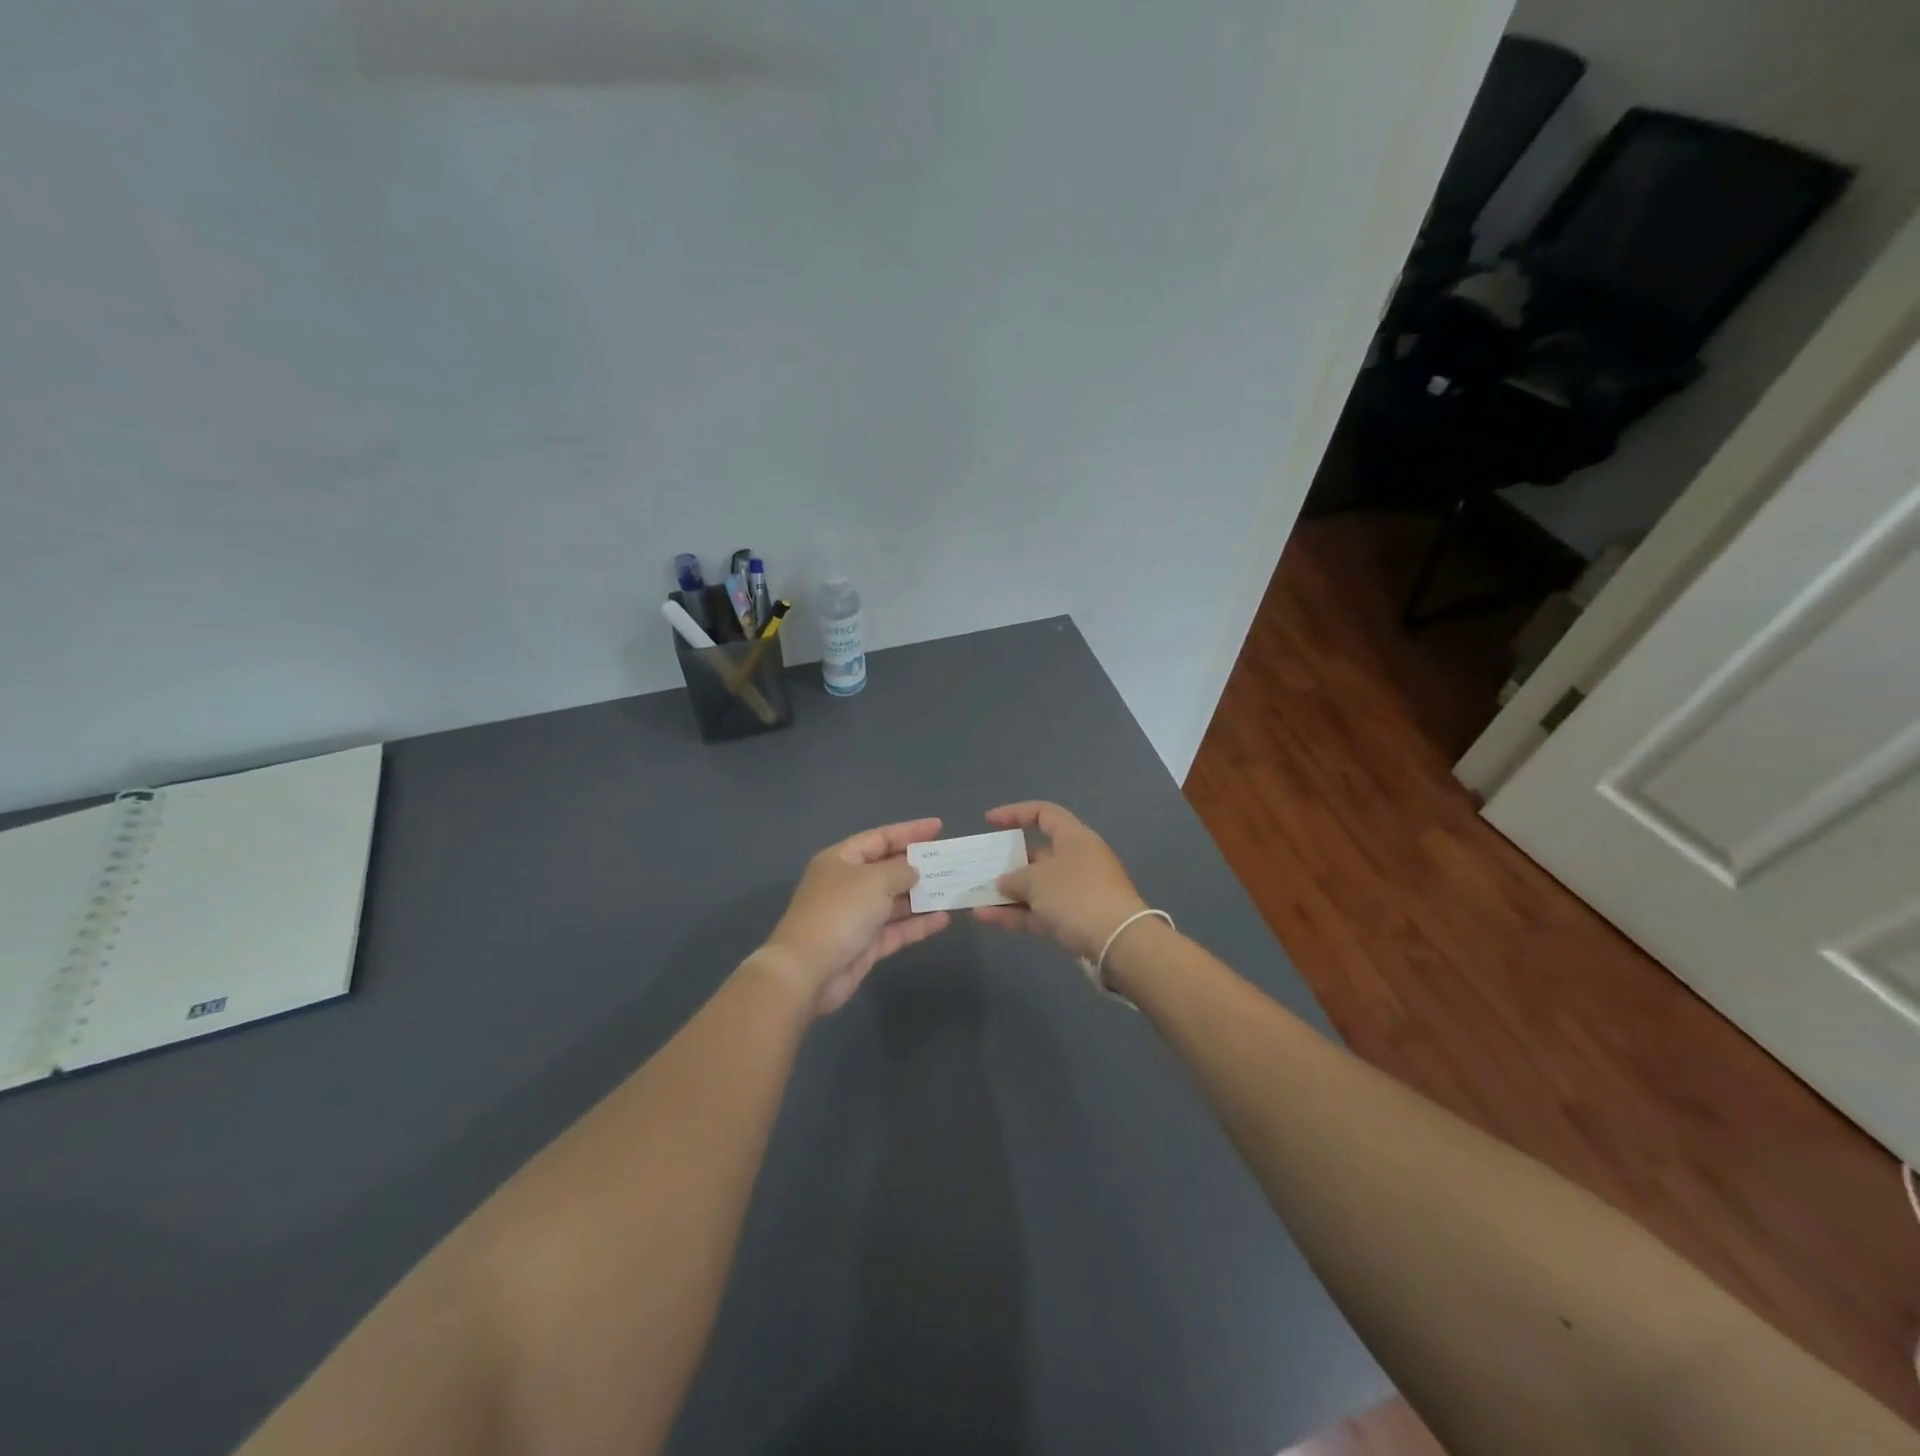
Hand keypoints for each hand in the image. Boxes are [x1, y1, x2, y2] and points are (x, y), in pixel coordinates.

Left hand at [759, 818, 951, 1015]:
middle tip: (950, 861)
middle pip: (888, 869)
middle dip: (918, 865)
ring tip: (953, 889)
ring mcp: (857, 916)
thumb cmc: (839, 913)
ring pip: (895, 901)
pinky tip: (943, 918)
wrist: (807, 971)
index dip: (909, 831)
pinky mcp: (866, 945)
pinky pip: (897, 929)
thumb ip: (900, 871)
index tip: (939, 827)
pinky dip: (918, 924)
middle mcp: (848, 885)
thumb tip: (913, 871)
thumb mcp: (873, 881)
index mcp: (841, 860)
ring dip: (922, 896)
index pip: (880, 838)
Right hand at [972, 802, 1148, 960]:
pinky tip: (985, 917)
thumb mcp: (1037, 880)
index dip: (1016, 813)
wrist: (1118, 943)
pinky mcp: (1073, 921)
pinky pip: (1038, 911)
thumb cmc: (1076, 895)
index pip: (1044, 814)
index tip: (989, 821)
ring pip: (1035, 887)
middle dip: (1008, 862)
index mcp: (1074, 838)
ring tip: (975, 897)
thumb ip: (1014, 878)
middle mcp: (1077, 861)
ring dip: (1007, 892)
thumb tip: (1003, 883)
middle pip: (1038, 854)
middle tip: (981, 867)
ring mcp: (1076, 893)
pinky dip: (1015, 913)